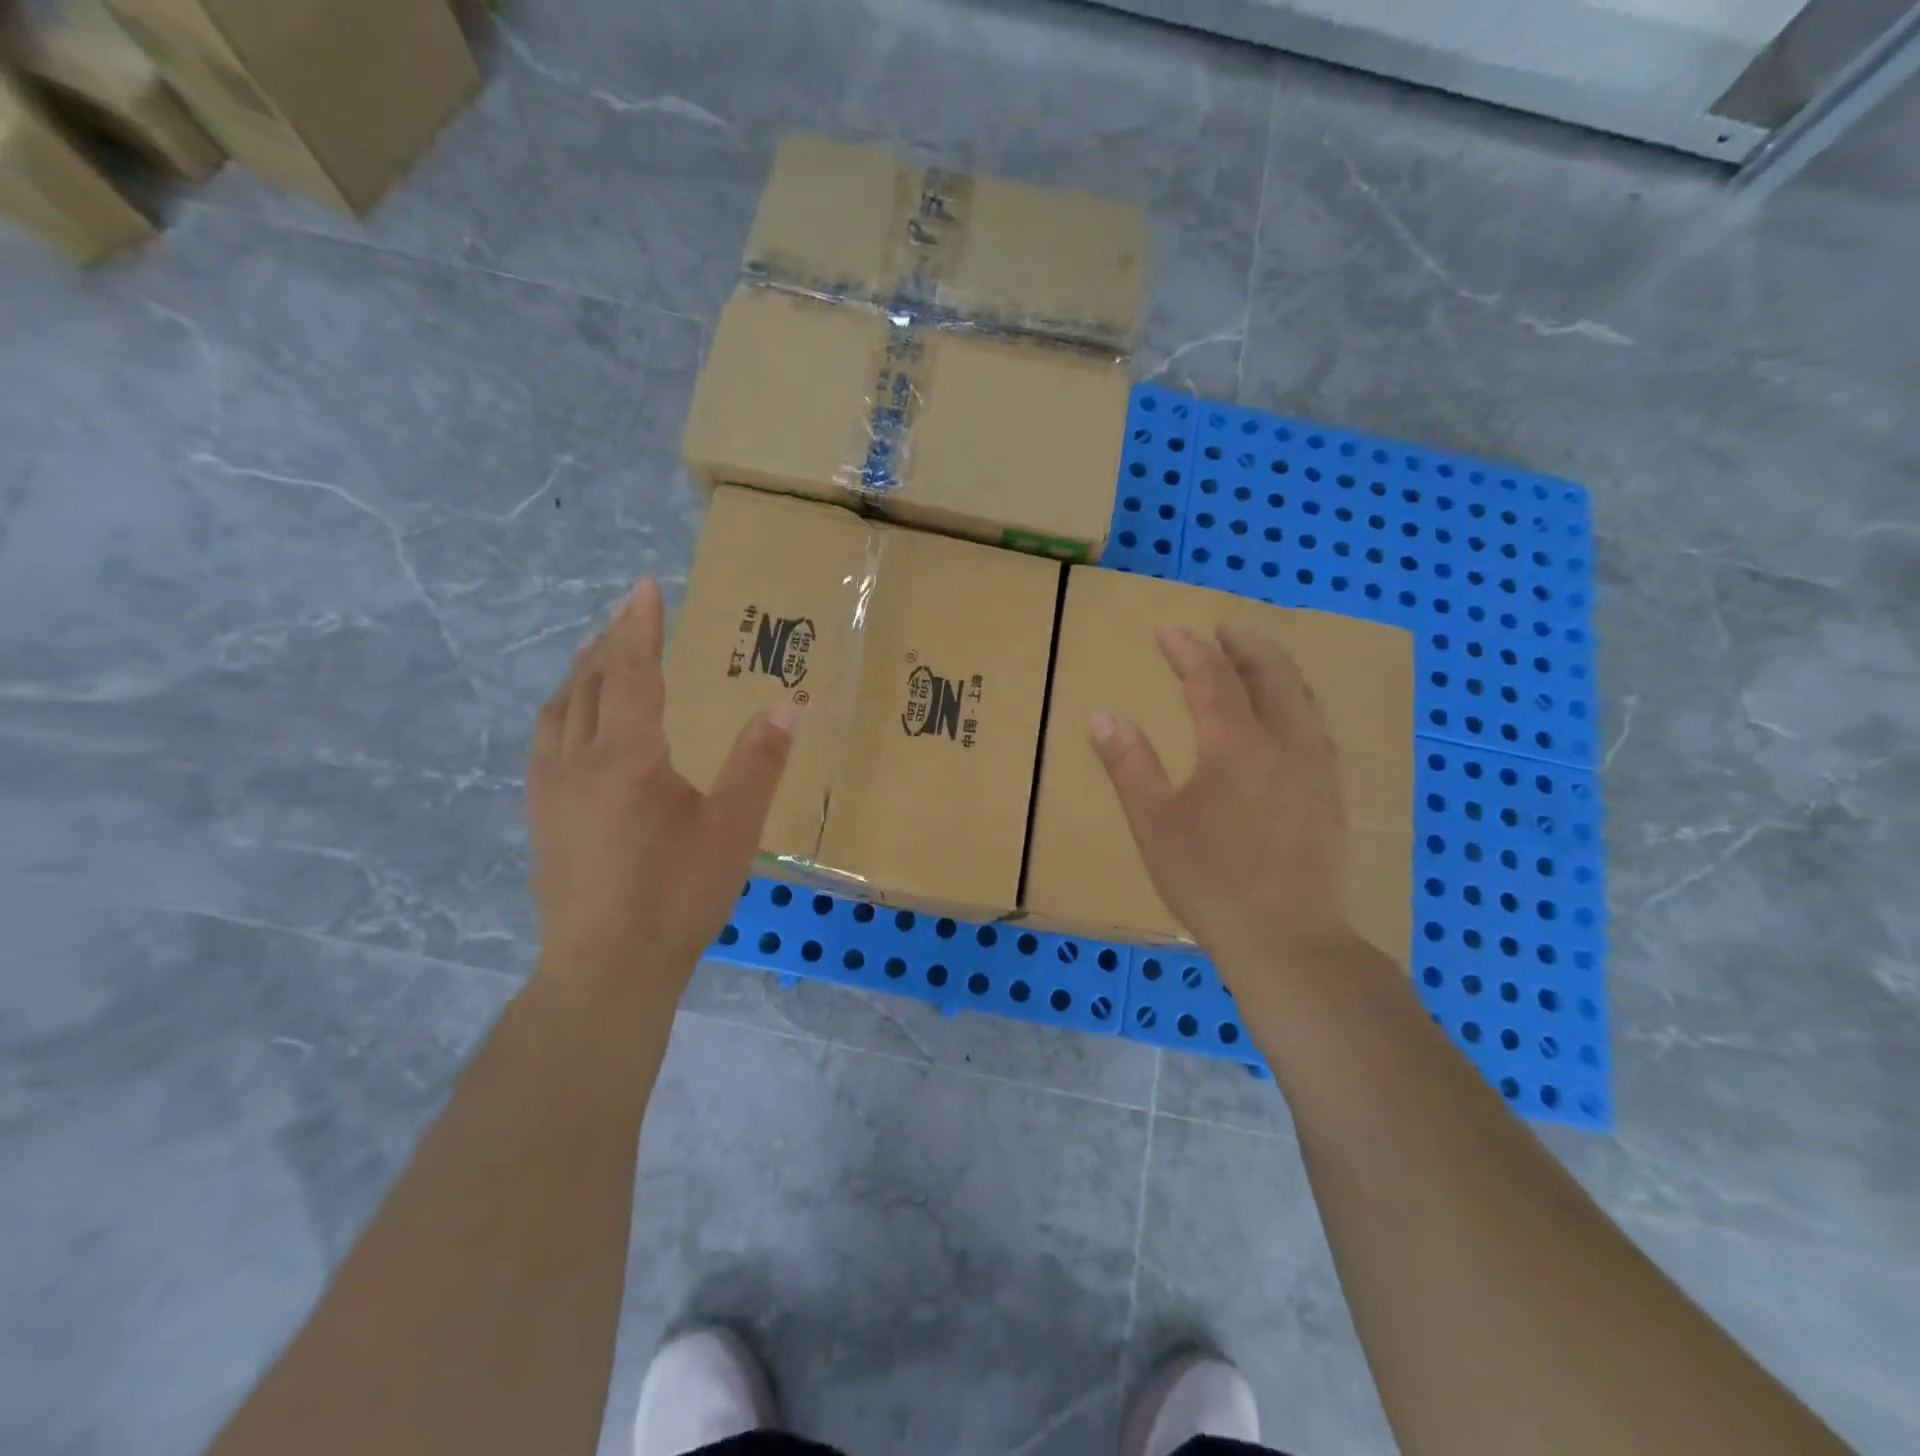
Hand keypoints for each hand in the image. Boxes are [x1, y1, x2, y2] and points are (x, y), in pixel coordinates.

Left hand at [528, 578, 798, 996]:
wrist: (607, 968)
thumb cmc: (677, 894)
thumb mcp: (734, 827)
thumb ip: (759, 762)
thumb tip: (790, 706)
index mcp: (627, 756)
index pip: (632, 672)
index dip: (639, 627)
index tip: (644, 587)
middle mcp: (579, 761)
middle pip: (588, 683)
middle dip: (608, 642)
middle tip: (627, 616)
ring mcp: (551, 792)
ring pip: (559, 712)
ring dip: (580, 675)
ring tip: (598, 658)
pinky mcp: (542, 820)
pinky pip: (547, 744)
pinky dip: (564, 713)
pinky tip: (576, 730)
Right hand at [1089, 625, 1355, 983]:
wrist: (1287, 939)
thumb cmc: (1209, 881)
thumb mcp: (1154, 824)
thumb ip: (1129, 765)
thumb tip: (1102, 716)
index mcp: (1236, 746)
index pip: (1212, 680)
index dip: (1189, 651)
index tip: (1170, 630)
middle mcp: (1284, 744)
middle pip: (1271, 675)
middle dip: (1247, 645)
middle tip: (1226, 629)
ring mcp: (1316, 769)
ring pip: (1303, 699)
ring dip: (1278, 670)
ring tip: (1259, 660)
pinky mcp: (1332, 795)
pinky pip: (1317, 729)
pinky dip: (1298, 704)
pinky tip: (1290, 720)